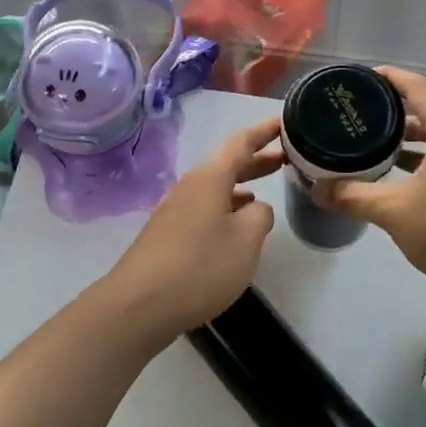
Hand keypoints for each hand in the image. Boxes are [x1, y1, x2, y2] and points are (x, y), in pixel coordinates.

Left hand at [98, 118, 283, 346]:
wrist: (140, 304)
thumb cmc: (200, 265)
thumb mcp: (246, 240)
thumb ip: (260, 216)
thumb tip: (255, 208)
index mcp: (210, 178)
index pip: (241, 143)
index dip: (263, 132)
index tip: (284, 122)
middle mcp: (190, 187)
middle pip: (226, 164)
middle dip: (255, 159)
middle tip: (285, 157)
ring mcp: (175, 211)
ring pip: (215, 188)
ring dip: (241, 185)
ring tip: (264, 190)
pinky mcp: (168, 236)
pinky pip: (204, 209)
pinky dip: (226, 207)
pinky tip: (234, 224)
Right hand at [315, 68, 425, 296]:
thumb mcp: (393, 211)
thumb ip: (353, 196)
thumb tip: (317, 190)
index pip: (419, 88)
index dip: (391, 78)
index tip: (363, 78)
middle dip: (396, 112)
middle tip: (362, 116)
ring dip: (412, 140)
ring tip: (377, 146)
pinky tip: (405, 180)